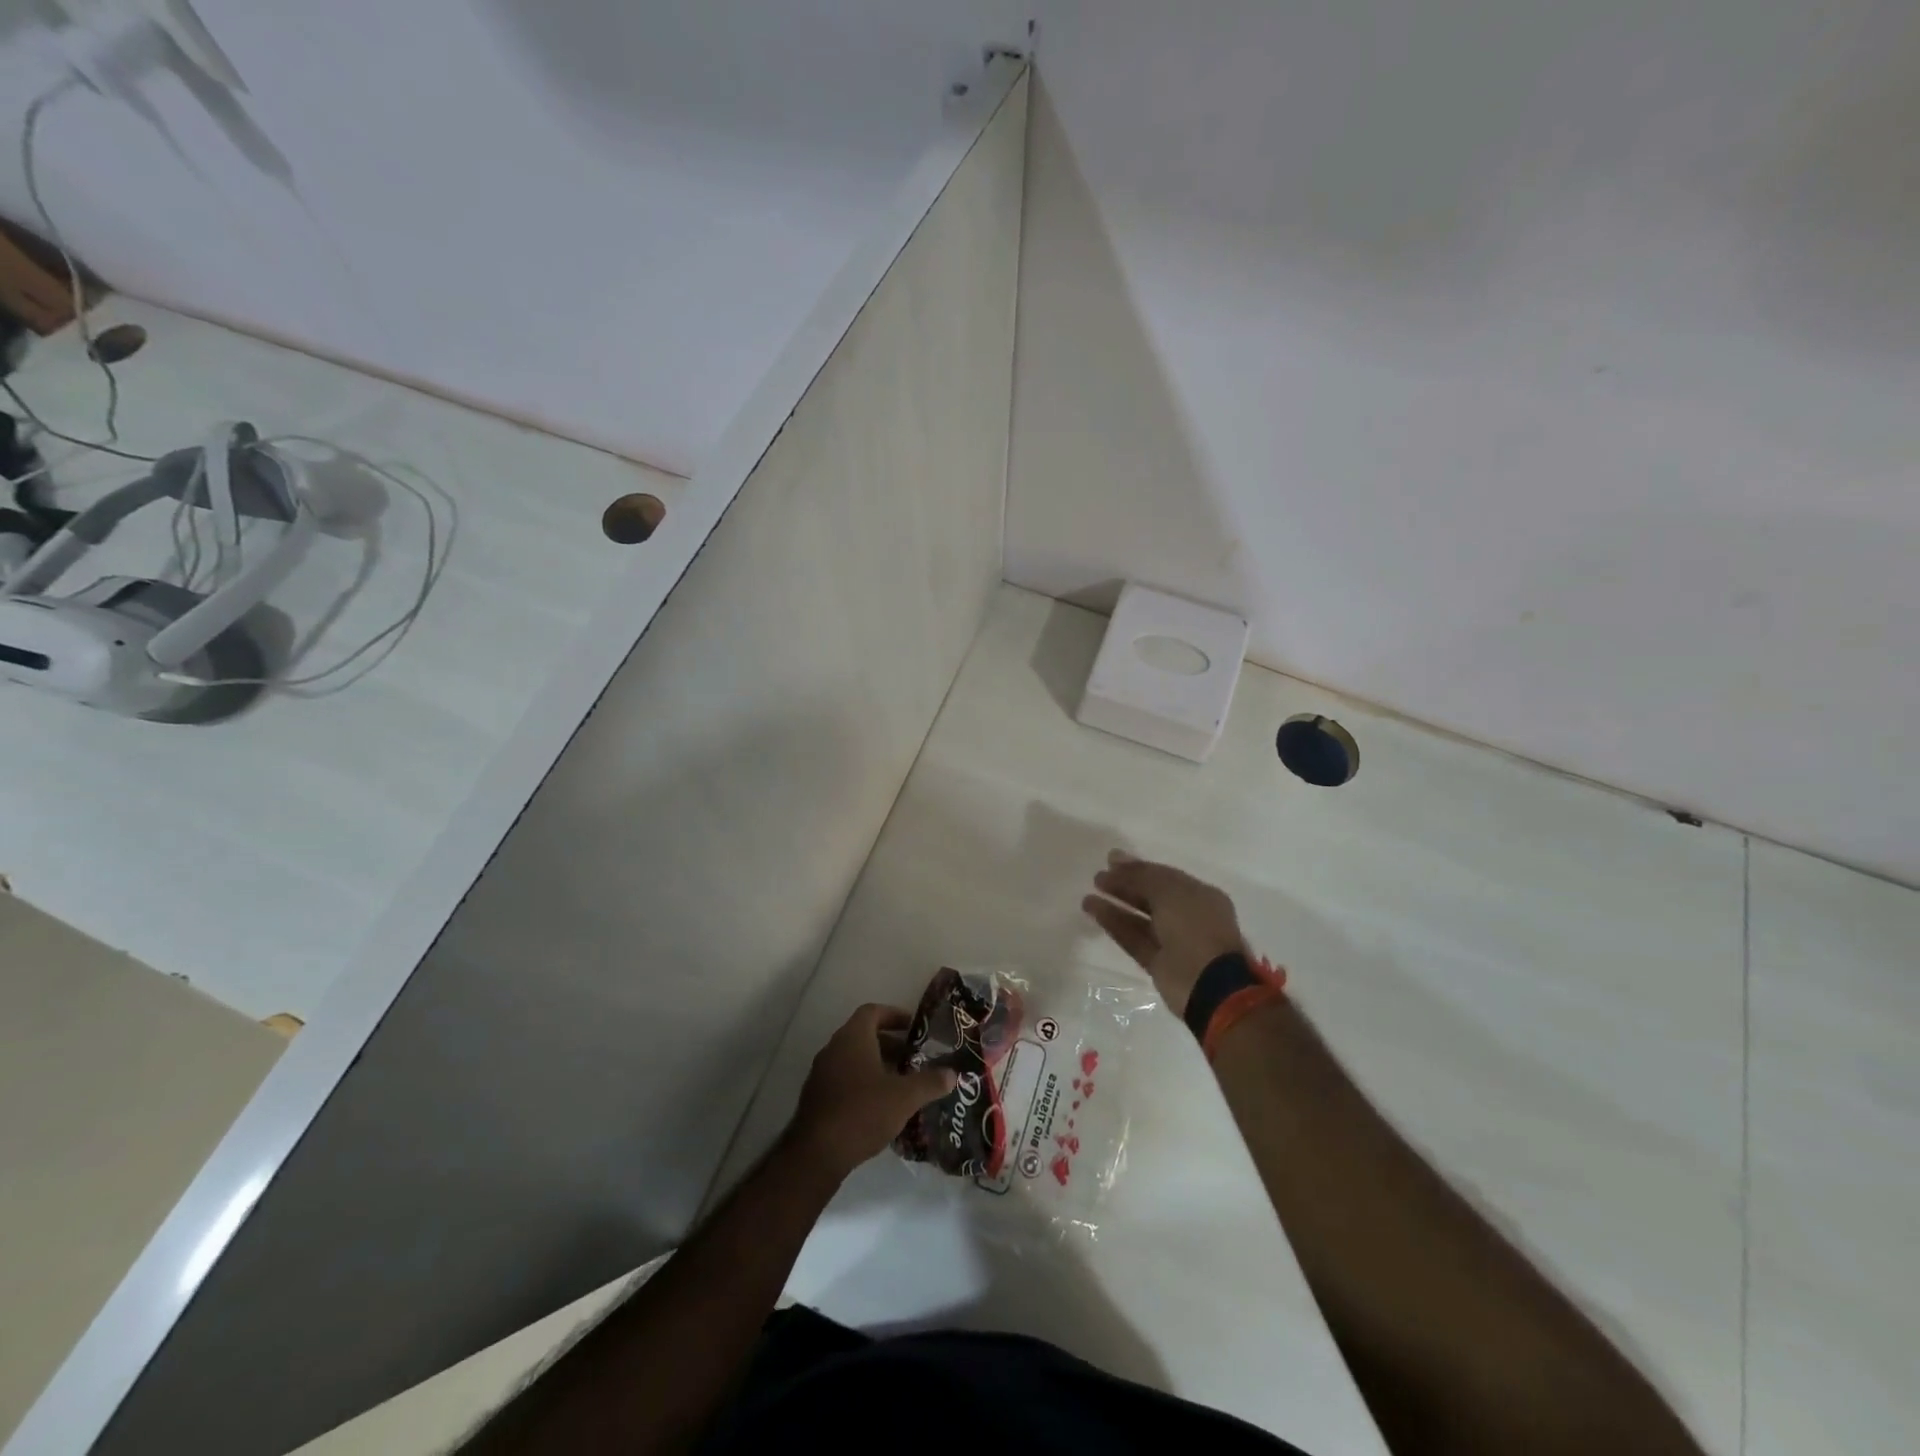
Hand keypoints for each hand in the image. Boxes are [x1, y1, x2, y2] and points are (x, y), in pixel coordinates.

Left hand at [788, 1004, 956, 1179]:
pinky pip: (843, 1079)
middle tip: (913, 1059)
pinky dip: (862, 1083)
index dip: (894, 1015)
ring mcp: (821, 1073)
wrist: (817, 1153)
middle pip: (863, 1035)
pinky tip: (880, 1107)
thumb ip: (930, 1082)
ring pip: (853, 1059)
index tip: (913, 1028)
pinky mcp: (816, 1097)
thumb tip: (952, 1073)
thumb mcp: (905, 1097)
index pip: (872, 1012)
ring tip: (901, 1084)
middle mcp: (833, 1048)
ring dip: (877, 1065)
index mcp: (852, 1038)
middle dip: (890, 1045)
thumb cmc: (863, 1112)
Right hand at [1083, 851, 1248, 1015]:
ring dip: (1115, 905)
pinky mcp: (1159, 963)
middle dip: (1125, 884)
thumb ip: (1142, 876)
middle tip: (1098, 876)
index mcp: (1200, 895)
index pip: (1164, 876)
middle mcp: (1188, 916)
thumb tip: (1117, 861)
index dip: (1137, 867)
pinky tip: (1094, 911)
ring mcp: (1173, 941)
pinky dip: (1114, 924)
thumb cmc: (1195, 928)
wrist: (1210, 985)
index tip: (1110, 859)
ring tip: (1088, 896)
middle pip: (1151, 896)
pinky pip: (1133, 938)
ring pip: (1140, 918)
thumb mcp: (1170, 892)